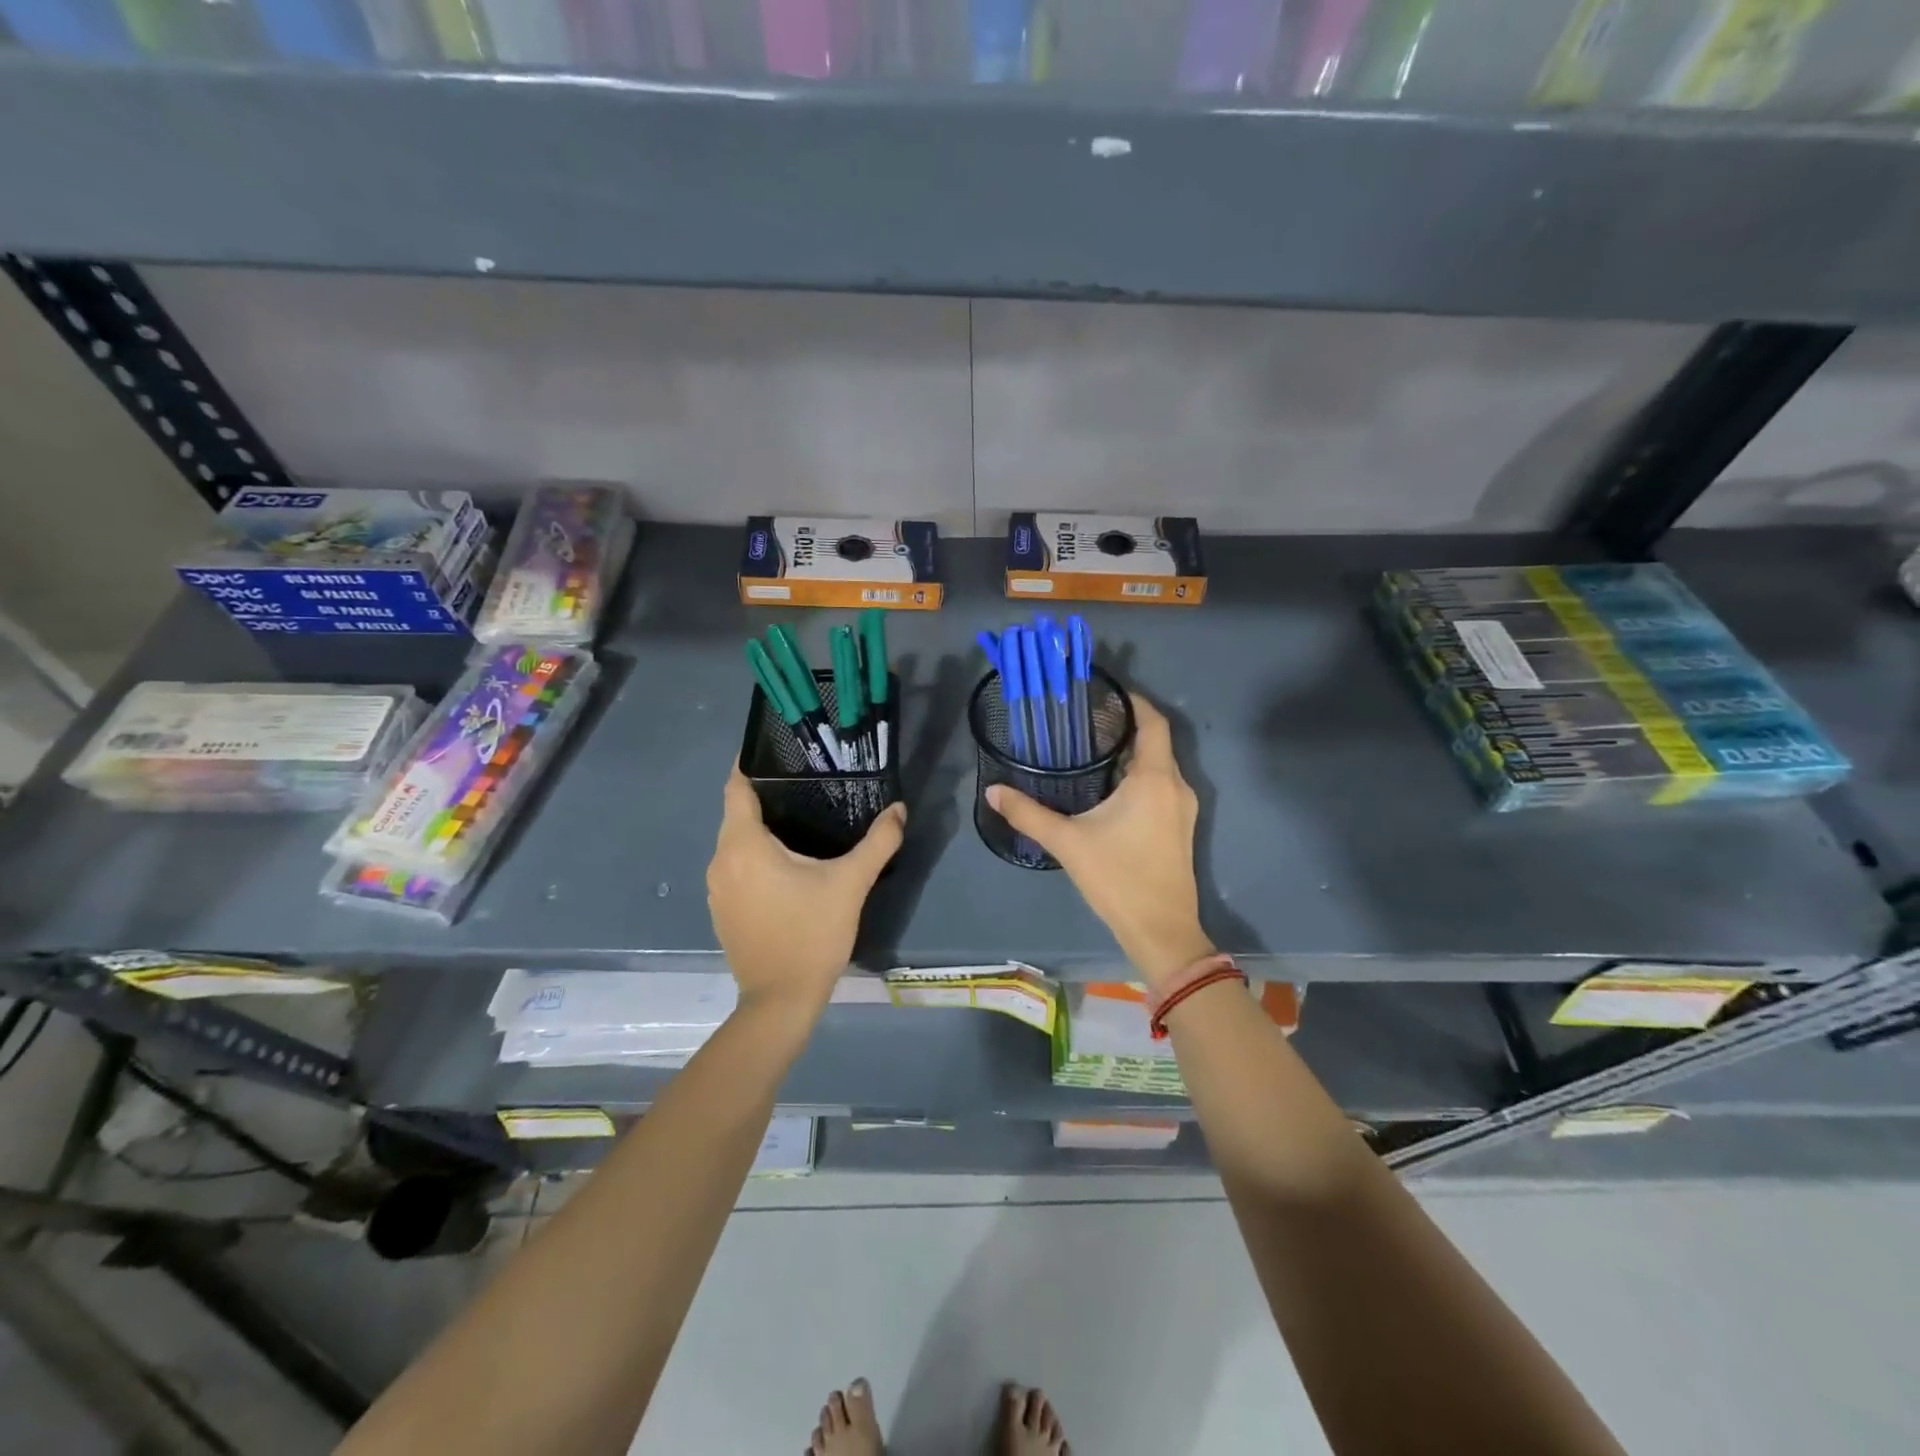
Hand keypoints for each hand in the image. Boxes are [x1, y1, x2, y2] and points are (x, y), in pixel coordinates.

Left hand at [707, 767, 905, 1009]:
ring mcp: (716, 888)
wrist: (780, 1001)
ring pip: (736, 841)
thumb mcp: (851, 884)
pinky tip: (787, 862)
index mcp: (743, 845)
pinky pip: (735, 866)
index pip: (737, 786)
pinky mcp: (721, 909)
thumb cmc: (812, 934)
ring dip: (761, 828)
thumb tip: (899, 809)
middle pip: (737, 812)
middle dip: (766, 794)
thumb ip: (878, 842)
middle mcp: (720, 860)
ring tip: (800, 817)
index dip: (751, 763)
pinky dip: (755, 855)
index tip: (777, 748)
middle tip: (805, 781)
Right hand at [986, 692, 1213, 989]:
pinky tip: (1109, 787)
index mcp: (1154, 779)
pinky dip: (1139, 775)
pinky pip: (1161, 785)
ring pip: (1159, 765)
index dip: (1133, 701)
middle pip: (1155, 741)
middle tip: (1084, 720)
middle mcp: (1176, 785)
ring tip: (1091, 748)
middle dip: (1124, 726)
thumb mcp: (1067, 842)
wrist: (1161, 930)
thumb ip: (1028, 813)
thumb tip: (993, 791)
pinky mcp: (1180, 826)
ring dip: (1131, 753)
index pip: (1153, 722)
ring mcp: (1183, 808)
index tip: (1103, 692)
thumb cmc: (1118, 878)